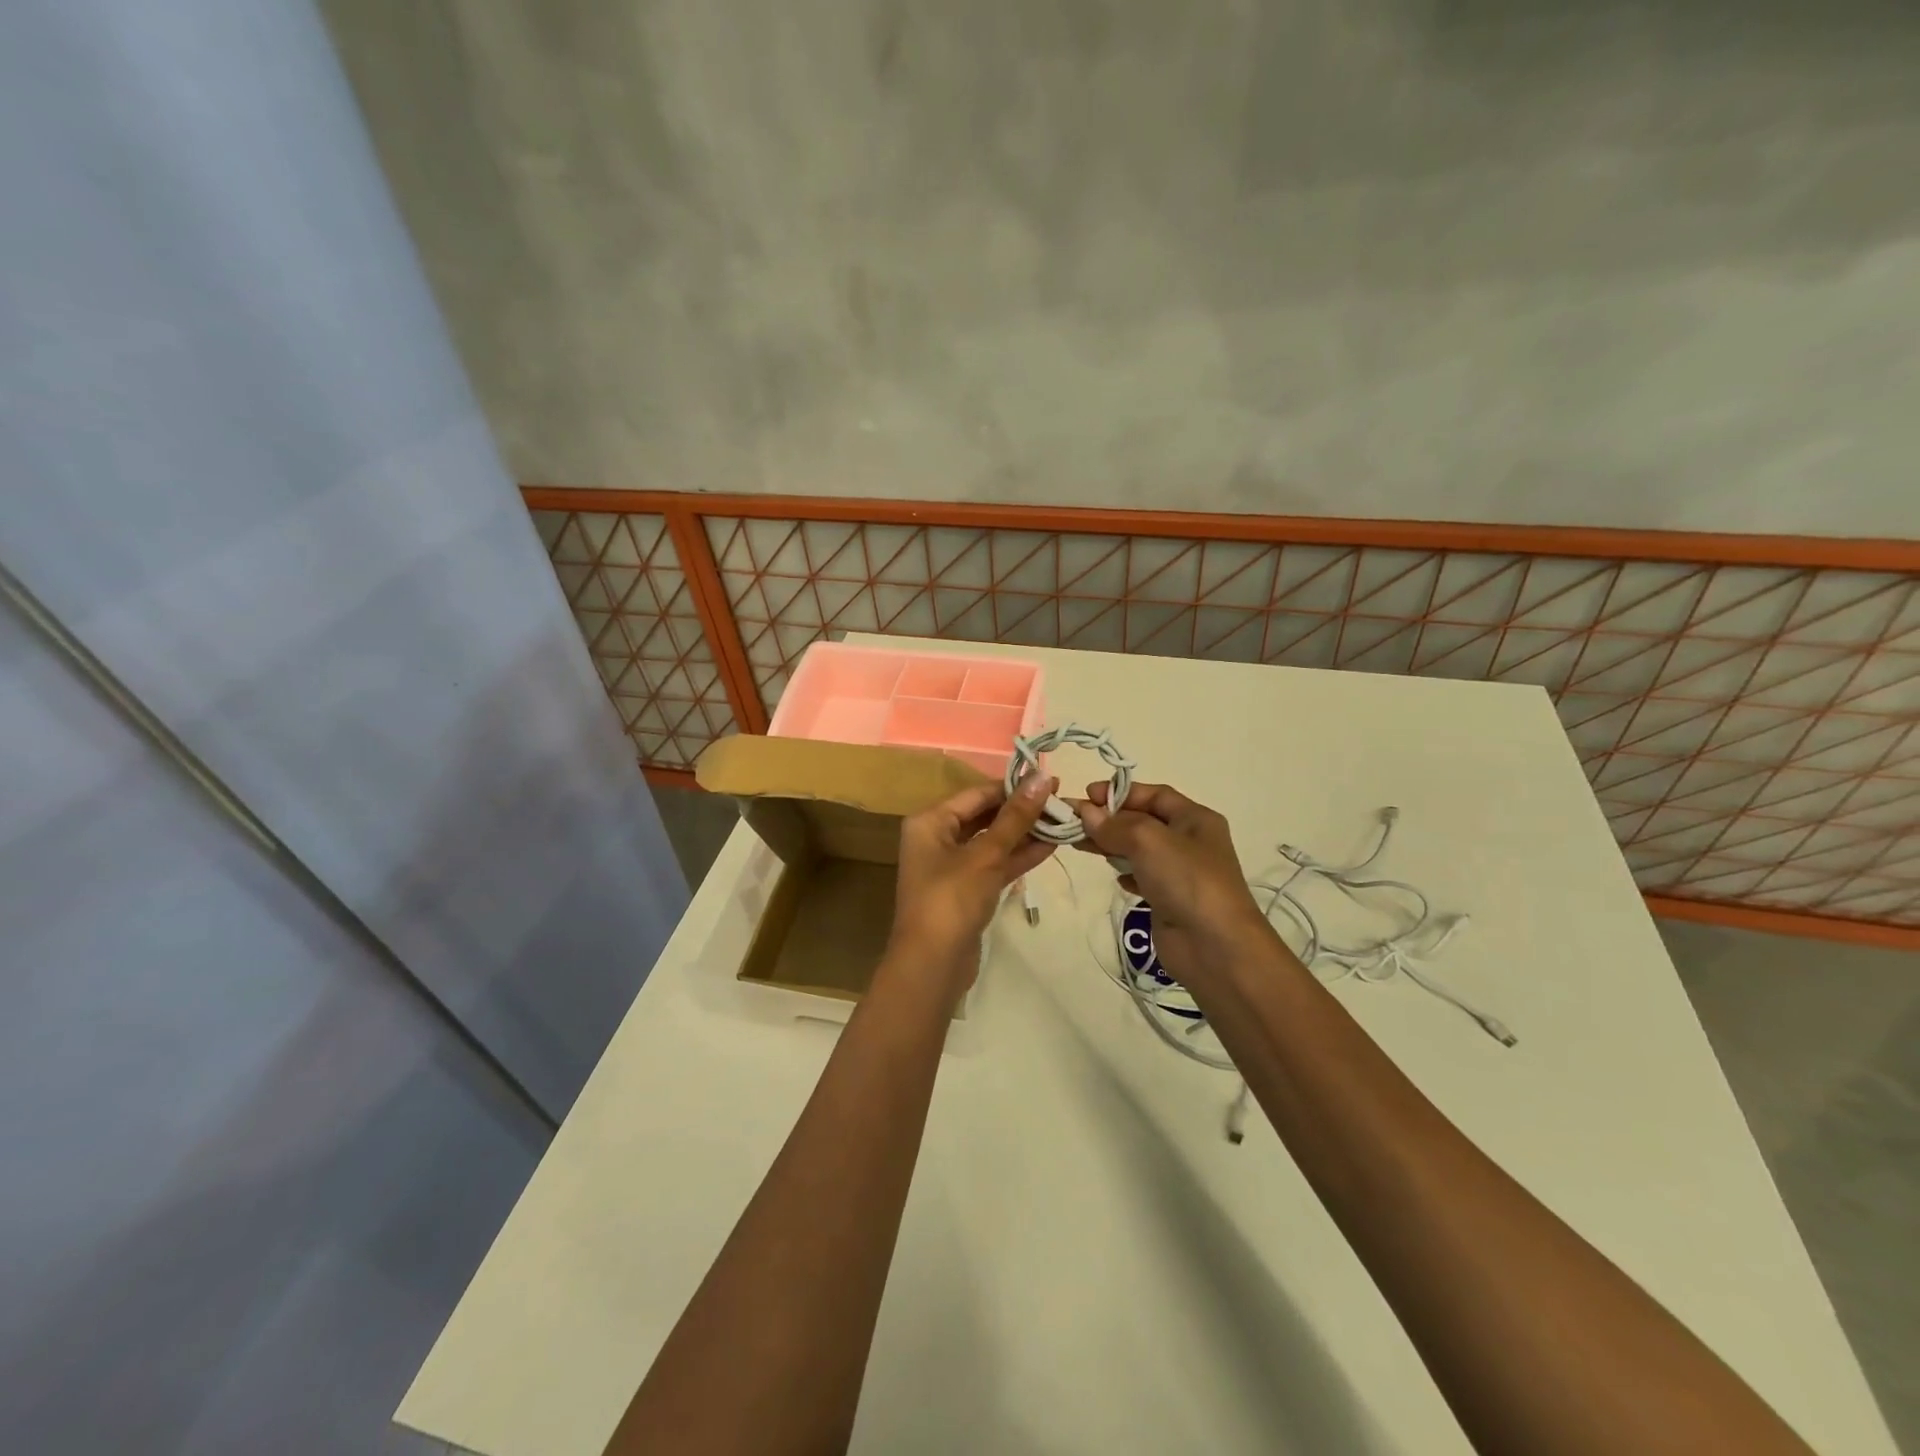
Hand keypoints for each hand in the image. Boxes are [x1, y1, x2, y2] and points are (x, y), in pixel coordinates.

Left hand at [886, 774, 1057, 997]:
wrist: (932, 965)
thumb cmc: (952, 899)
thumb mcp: (986, 854)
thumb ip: (1015, 817)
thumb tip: (1041, 777)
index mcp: (930, 821)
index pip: (977, 793)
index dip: (1013, 786)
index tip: (1050, 780)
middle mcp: (937, 838)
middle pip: (984, 815)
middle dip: (1021, 811)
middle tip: (1060, 801)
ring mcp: (952, 866)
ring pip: (992, 841)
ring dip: (1024, 833)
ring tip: (1062, 822)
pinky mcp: (967, 890)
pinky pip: (995, 864)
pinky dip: (1018, 857)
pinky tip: (1049, 847)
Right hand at [1075, 781, 1276, 986]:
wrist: (1215, 948)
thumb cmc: (1187, 881)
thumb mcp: (1149, 841)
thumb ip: (1115, 825)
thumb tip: (1085, 813)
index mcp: (1195, 818)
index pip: (1154, 795)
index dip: (1120, 792)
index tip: (1086, 796)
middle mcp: (1190, 841)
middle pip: (1143, 820)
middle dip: (1109, 819)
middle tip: (1074, 821)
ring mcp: (1180, 872)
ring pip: (1139, 849)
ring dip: (1111, 844)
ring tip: (1079, 844)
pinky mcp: (1169, 900)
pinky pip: (1142, 877)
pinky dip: (1125, 872)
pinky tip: (1115, 877)